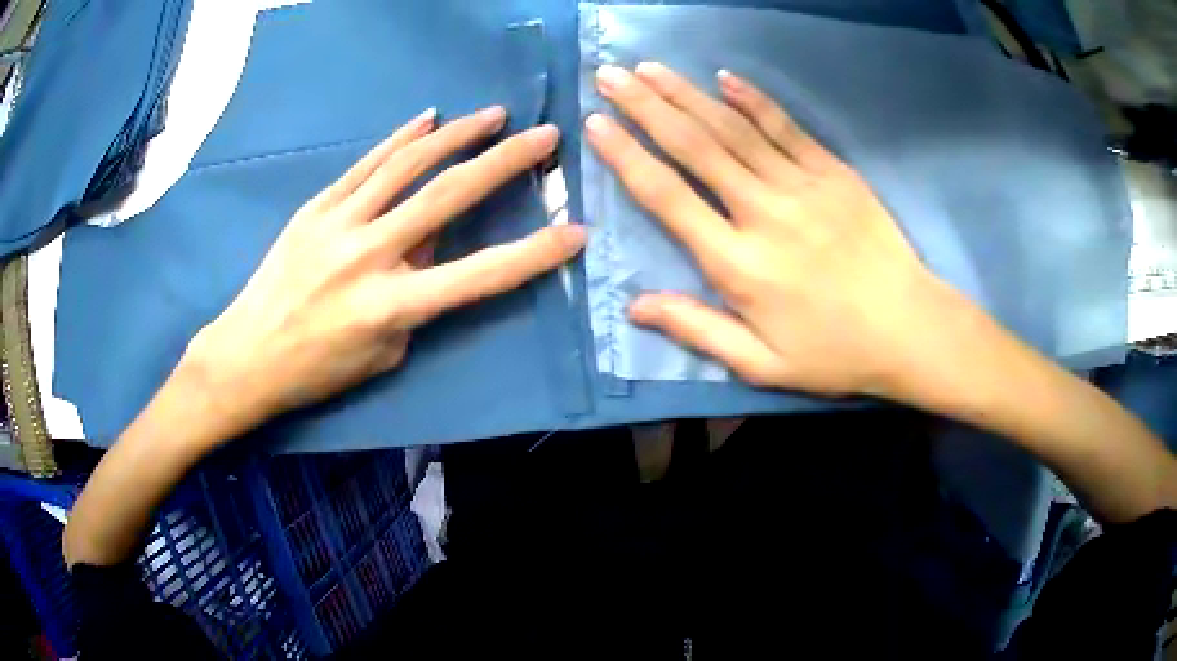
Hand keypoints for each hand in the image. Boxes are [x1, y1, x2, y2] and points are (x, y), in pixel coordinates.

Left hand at [187, 107, 584, 428]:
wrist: (247, 354)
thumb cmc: (317, 369)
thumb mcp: (382, 352)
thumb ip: (415, 299)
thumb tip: (428, 248)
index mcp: (393, 306)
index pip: (480, 275)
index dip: (534, 255)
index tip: (576, 232)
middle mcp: (370, 255)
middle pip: (449, 196)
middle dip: (505, 161)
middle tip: (545, 135)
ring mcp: (339, 223)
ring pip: (408, 164)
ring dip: (457, 134)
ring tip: (493, 115)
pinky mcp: (317, 207)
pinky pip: (366, 164)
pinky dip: (401, 137)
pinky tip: (429, 117)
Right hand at [586, 63, 966, 398]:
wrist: (909, 329)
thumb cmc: (834, 352)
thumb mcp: (761, 365)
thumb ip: (697, 330)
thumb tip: (634, 306)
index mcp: (738, 264)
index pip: (668, 197)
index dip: (627, 156)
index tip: (597, 123)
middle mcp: (763, 213)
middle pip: (695, 148)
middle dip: (646, 106)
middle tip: (610, 75)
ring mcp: (802, 186)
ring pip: (733, 128)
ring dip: (686, 93)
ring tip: (648, 68)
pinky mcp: (834, 172)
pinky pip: (786, 127)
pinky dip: (753, 100)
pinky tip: (724, 78)